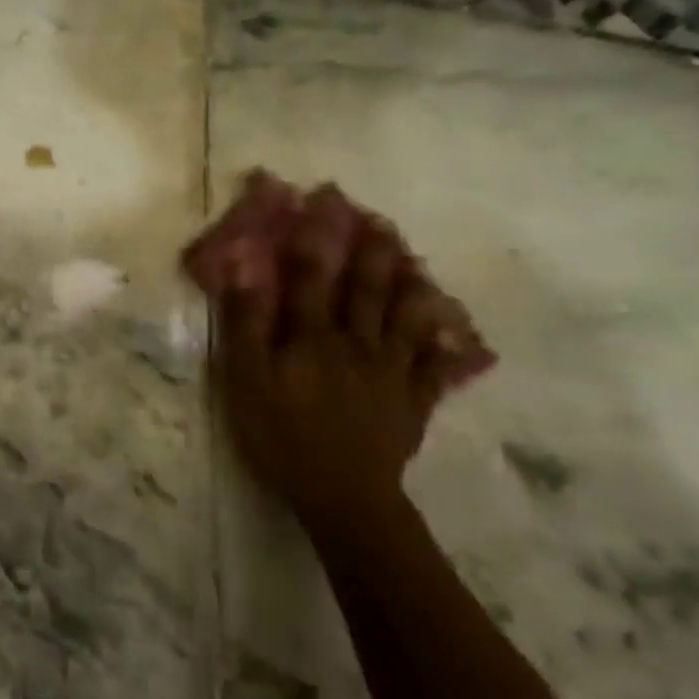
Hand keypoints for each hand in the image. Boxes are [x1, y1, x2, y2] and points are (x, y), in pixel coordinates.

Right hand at [213, 220, 458, 530]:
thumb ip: (246, 324)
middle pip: (366, 289)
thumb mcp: (246, 380)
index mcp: (314, 336)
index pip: (310, 278)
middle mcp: (357, 342)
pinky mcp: (413, 402)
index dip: (311, 239)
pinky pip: (435, 366)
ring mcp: (391, 372)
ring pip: (406, 319)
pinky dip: (445, 345)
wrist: (343, 495)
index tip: (316, 203)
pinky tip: (454, 332)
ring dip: (410, 285)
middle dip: (370, 252)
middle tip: (377, 220)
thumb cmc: (283, 435)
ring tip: (416, 260)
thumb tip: (244, 271)